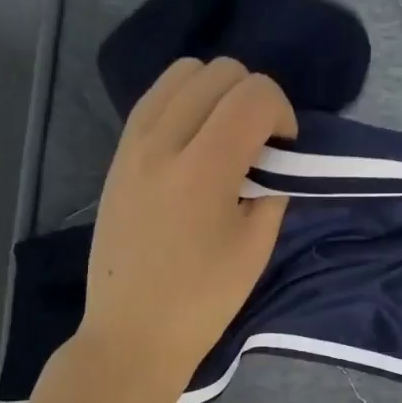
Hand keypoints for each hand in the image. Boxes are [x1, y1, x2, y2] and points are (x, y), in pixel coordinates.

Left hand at [73, 57, 294, 400]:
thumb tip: (272, 158)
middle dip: (253, 96)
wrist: (132, 331)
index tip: (284, 148)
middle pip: (219, 71)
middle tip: (259, 141)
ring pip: (182, 73)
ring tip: (225, 135)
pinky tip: (195, 141)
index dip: (283, 111)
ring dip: (216, 91)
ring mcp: (132, 144)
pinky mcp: (118, 154)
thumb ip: (272, 188)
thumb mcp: (256, 246)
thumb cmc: (203, 298)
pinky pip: (155, 98)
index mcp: (203, 170)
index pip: (254, 95)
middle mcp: (162, 142)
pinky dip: (185, 101)